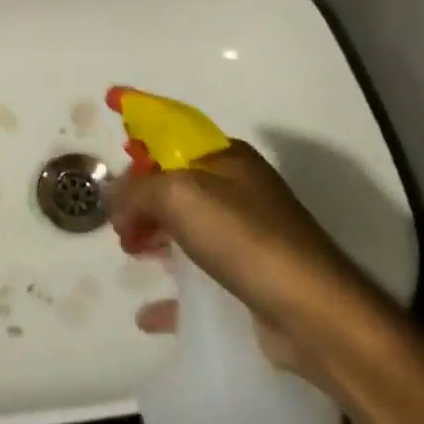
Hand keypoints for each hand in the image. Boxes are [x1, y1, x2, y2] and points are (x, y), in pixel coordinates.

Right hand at [111, 141, 361, 374]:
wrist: (313, 313)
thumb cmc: (244, 238)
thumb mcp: (180, 196)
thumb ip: (139, 189)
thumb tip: (115, 196)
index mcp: (226, 158)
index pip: (173, 129)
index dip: (140, 121)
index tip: (110, 110)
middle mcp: (237, 189)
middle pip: (174, 181)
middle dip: (140, 193)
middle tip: (115, 218)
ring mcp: (245, 234)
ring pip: (184, 226)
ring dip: (151, 233)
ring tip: (127, 251)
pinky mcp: (249, 278)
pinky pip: (199, 276)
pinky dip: (172, 288)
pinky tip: (147, 311)